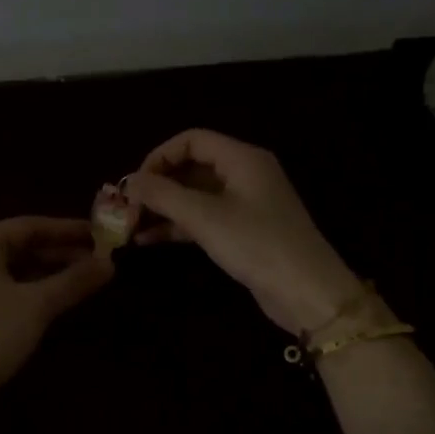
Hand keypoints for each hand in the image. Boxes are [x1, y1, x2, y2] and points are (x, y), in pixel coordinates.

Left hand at [0, 216, 113, 402]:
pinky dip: (25, 288)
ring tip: (79, 279)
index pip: (28, 226)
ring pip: (8, 268)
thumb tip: (110, 265)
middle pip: (17, 246)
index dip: (66, 230)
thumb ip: (74, 281)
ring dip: (43, 272)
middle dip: (57, 253)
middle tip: (95, 260)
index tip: (97, 234)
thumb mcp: (38, 305)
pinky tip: (49, 299)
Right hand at [125, 129, 368, 334]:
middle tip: (127, 207)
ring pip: (195, 195)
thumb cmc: (256, 244)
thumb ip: (163, 195)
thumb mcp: (204, 217)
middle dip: (158, 184)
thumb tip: (129, 182)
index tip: (135, 183)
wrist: (307, 293)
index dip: (159, 156)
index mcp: (242, 158)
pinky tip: (149, 239)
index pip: (192, 140)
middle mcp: (245, 173)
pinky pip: (204, 217)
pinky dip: (178, 225)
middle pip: (192, 166)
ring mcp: (245, 203)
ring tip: (130, 226)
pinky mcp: (244, 230)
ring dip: (164, 207)